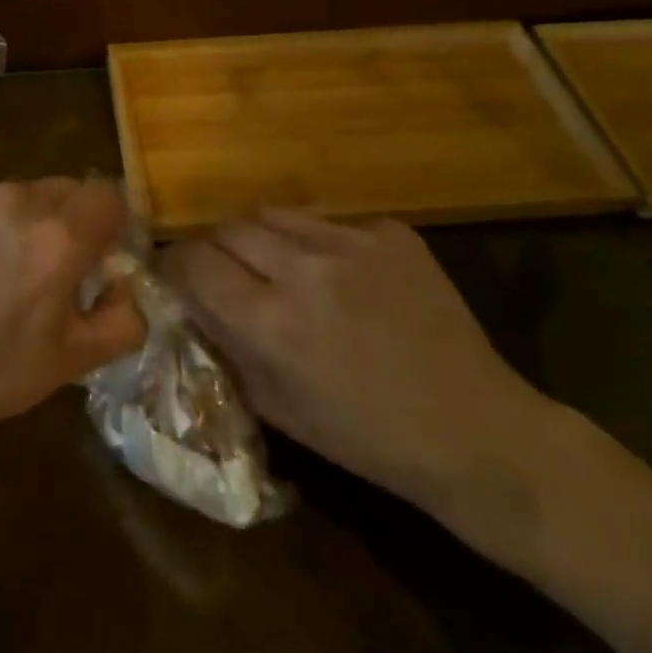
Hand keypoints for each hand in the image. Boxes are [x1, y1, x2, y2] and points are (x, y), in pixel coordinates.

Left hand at [0, 180, 146, 449]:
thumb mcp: (70, 364)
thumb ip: (123, 321)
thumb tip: (126, 286)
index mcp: (59, 236)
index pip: (108, 195)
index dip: (109, 224)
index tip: (96, 256)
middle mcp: (16, 199)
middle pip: (62, 190)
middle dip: (65, 222)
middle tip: (43, 270)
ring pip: (13, 195)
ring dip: (16, 222)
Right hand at [163, 210, 554, 513]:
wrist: (477, 431)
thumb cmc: (367, 438)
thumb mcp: (275, 407)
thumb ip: (226, 345)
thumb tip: (191, 303)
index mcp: (271, 322)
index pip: (192, 261)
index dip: (175, 267)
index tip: (177, 279)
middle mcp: (304, 270)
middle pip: (226, 228)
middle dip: (215, 251)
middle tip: (228, 276)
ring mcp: (352, 243)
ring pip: (272, 213)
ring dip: (262, 238)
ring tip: (280, 267)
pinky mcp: (390, 232)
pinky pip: (328, 221)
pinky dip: (318, 243)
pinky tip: (342, 277)